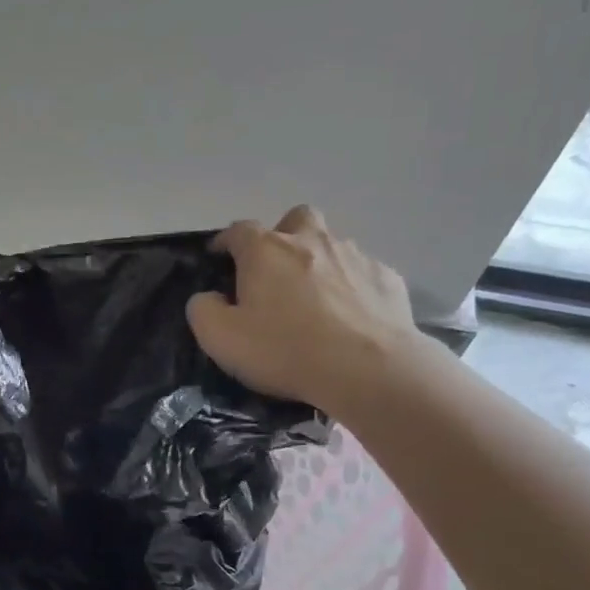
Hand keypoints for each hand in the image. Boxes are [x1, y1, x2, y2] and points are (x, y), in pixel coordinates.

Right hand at [187, 205, 419, 409]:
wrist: (367, 369)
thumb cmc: (285, 350)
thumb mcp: (221, 339)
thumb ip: (203, 311)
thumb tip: (208, 297)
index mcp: (266, 251)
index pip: (238, 230)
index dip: (225, 242)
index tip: (219, 257)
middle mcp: (311, 240)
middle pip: (295, 219)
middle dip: (283, 236)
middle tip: (277, 270)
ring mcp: (354, 256)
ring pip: (332, 245)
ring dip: (320, 262)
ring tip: (316, 300)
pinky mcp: (386, 278)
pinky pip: (362, 274)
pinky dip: (352, 287)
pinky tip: (351, 317)